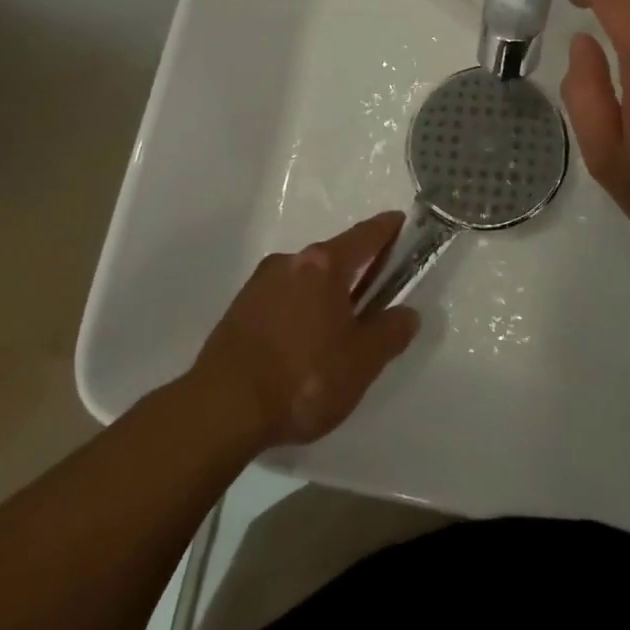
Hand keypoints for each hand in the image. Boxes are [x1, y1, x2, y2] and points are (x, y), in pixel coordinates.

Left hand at [192, 213, 419, 448]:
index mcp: (324, 265)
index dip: (385, 229)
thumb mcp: (361, 362)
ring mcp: (259, 284)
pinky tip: (298, 346)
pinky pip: (280, 300)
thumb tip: (408, 313)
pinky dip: (297, 312)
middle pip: (332, 258)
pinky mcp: (237, 310)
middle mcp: (290, 262)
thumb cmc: (302, 377)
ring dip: (322, 295)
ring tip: (332, 332)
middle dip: (353, 272)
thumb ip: (389, 333)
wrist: (221, 409)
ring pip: (304, 280)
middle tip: (371, 295)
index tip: (399, 220)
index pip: (364, 237)